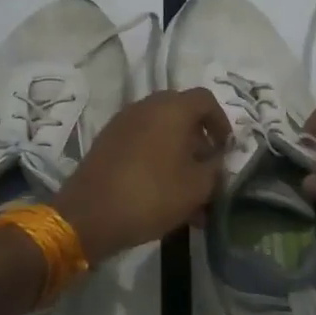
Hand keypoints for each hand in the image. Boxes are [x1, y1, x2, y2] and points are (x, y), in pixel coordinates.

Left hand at [53, 89, 230, 261]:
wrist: (89, 215)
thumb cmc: (152, 195)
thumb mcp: (197, 187)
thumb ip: (215, 168)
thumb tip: (216, 159)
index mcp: (172, 109)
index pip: (205, 99)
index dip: (221, 121)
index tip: (225, 148)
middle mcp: (146, 106)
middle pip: (180, 112)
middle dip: (198, 137)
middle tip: (206, 164)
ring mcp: (122, 123)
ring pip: (159, 130)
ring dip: (176, 151)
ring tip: (185, 186)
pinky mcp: (106, 141)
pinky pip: (140, 142)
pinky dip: (155, 157)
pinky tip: (161, 190)